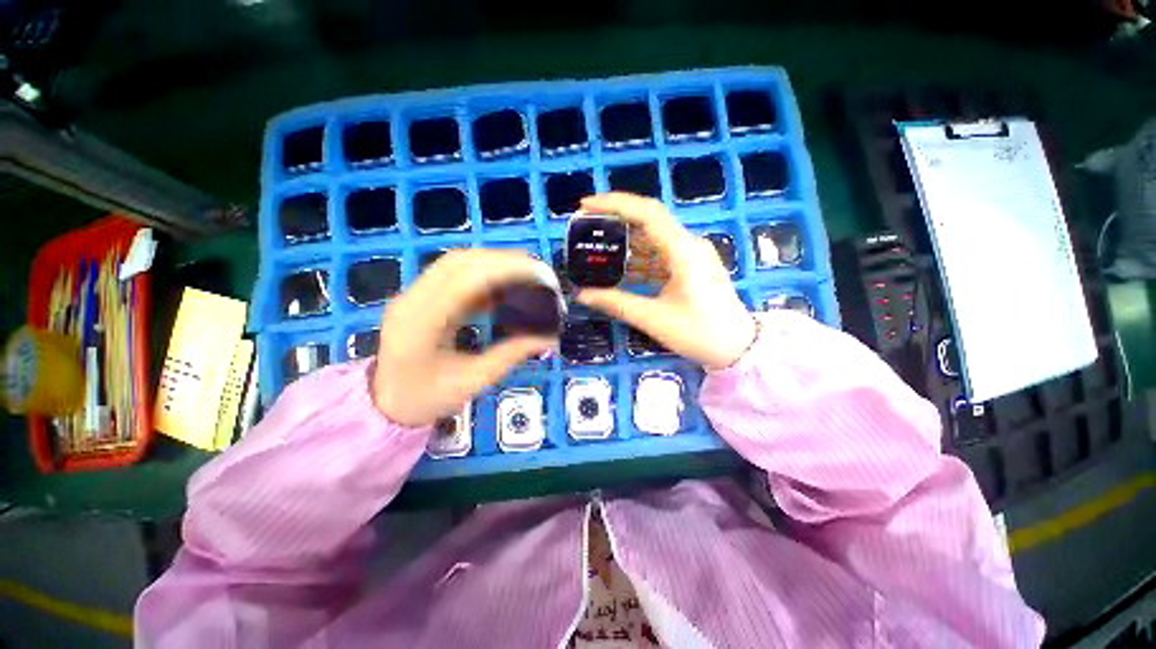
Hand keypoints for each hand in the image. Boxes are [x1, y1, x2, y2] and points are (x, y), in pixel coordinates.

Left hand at [373, 250, 557, 426]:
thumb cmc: (426, 398)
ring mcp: (413, 294)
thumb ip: (510, 355)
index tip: (539, 274)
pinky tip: (505, 286)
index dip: (505, 270)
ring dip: (494, 263)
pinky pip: (455, 274)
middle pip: (459, 262)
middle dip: (503, 261)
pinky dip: (484, 274)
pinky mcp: (421, 296)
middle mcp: (412, 299)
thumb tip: (548, 338)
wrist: (385, 402)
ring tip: (526, 274)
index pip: (464, 280)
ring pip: (457, 263)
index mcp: (420, 322)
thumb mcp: (472, 382)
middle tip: (538, 271)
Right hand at [577, 193, 756, 370]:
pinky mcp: (691, 267)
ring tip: (598, 250)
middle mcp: (689, 245)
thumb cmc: (699, 333)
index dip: (615, 204)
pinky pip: (660, 255)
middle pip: (649, 221)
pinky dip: (639, 260)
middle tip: (587, 226)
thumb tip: (582, 295)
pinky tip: (621, 271)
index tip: (586, 206)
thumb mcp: (653, 318)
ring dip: (626, 243)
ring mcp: (692, 255)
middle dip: (616, 220)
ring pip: (653, 239)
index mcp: (684, 251)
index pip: (647, 213)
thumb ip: (616, 303)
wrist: (738, 347)